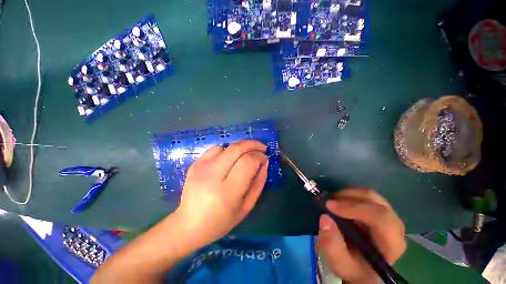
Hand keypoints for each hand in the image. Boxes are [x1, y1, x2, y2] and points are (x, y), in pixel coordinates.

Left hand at [175, 140, 267, 247]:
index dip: (259, 156)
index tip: (265, 158)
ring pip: (227, 146)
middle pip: (237, 148)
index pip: (247, 162)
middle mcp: (212, 176)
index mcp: (227, 192)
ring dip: (241, 147)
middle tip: (261, 147)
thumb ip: (259, 182)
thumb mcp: (247, 206)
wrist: (189, 224)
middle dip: (253, 144)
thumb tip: (265, 161)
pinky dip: (227, 150)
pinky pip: (215, 148)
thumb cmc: (222, 220)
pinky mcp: (195, 164)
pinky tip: (229, 160)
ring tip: (246, 155)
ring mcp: (201, 168)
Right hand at [318, 188, 405, 283]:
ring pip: (370, 195)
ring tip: (333, 202)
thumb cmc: (354, 268)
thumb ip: (332, 245)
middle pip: (375, 201)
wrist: (363, 269)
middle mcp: (395, 227)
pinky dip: (350, 195)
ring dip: (348, 194)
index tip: (329, 206)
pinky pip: (366, 196)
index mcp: (391, 244)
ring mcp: (388, 217)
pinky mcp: (380, 211)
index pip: (380, 218)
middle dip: (348, 197)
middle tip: (329, 201)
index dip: (354, 208)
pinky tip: (340, 203)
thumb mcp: (339, 263)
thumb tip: (325, 217)